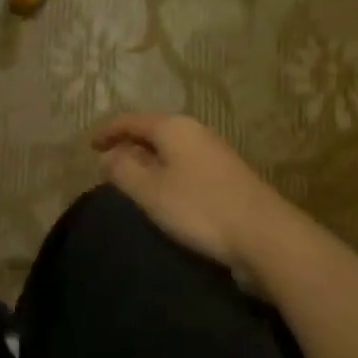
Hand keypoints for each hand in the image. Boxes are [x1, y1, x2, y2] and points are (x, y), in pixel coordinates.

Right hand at [92, 114, 312, 279]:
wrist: (267, 236)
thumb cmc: (200, 208)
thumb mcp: (151, 191)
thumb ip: (123, 170)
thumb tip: (108, 156)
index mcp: (173, 127)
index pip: (131, 121)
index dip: (108, 132)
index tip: (90, 146)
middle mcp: (195, 132)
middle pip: (153, 132)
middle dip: (129, 146)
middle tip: (109, 166)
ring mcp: (215, 153)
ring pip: (171, 150)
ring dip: (149, 162)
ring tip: (133, 182)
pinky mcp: (228, 177)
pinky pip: (186, 166)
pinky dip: (168, 174)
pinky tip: (166, 195)